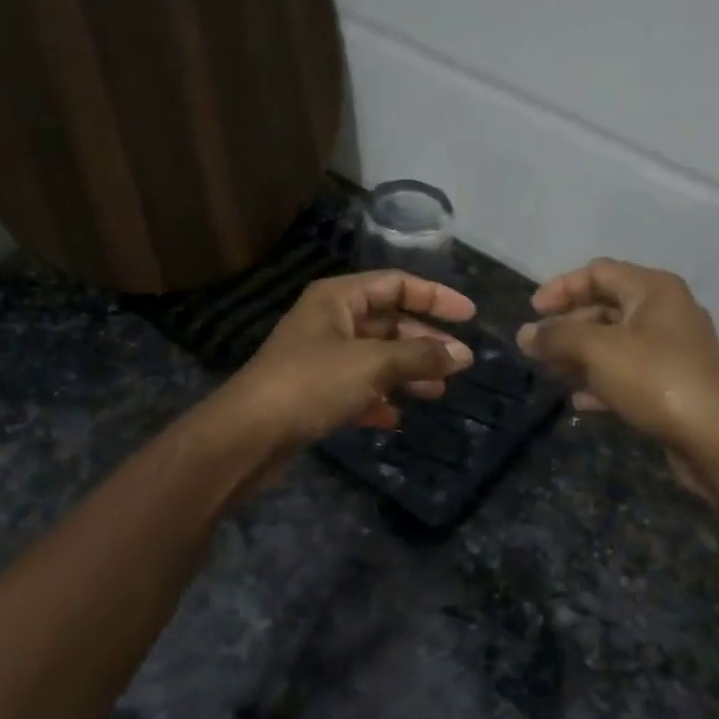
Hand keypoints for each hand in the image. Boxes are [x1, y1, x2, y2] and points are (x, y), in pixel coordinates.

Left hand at [215, 270, 475, 453]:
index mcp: (338, 298)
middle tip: (459, 363)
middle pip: (388, 322)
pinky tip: (396, 417)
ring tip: (438, 391)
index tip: (470, 316)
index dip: (435, 297)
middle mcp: (329, 321)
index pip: (396, 284)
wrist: (249, 435)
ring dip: (407, 371)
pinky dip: (379, 398)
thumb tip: (463, 355)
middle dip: (425, 341)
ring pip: (376, 357)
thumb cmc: (311, 384)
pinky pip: (358, 387)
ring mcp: (321, 357)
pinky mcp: (315, 392)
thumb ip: (421, 356)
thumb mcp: (373, 364)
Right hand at [516, 259, 718, 454]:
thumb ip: (556, 337)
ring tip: (551, 374)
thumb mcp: (597, 350)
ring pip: (615, 343)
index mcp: (652, 289)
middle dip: (567, 327)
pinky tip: (579, 401)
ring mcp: (672, 350)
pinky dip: (601, 381)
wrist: (716, 437)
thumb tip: (524, 334)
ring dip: (580, 356)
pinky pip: (629, 373)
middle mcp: (665, 312)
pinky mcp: (673, 384)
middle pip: (605, 307)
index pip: (598, 272)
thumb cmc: (655, 379)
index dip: (561, 288)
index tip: (532, 313)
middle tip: (537, 349)